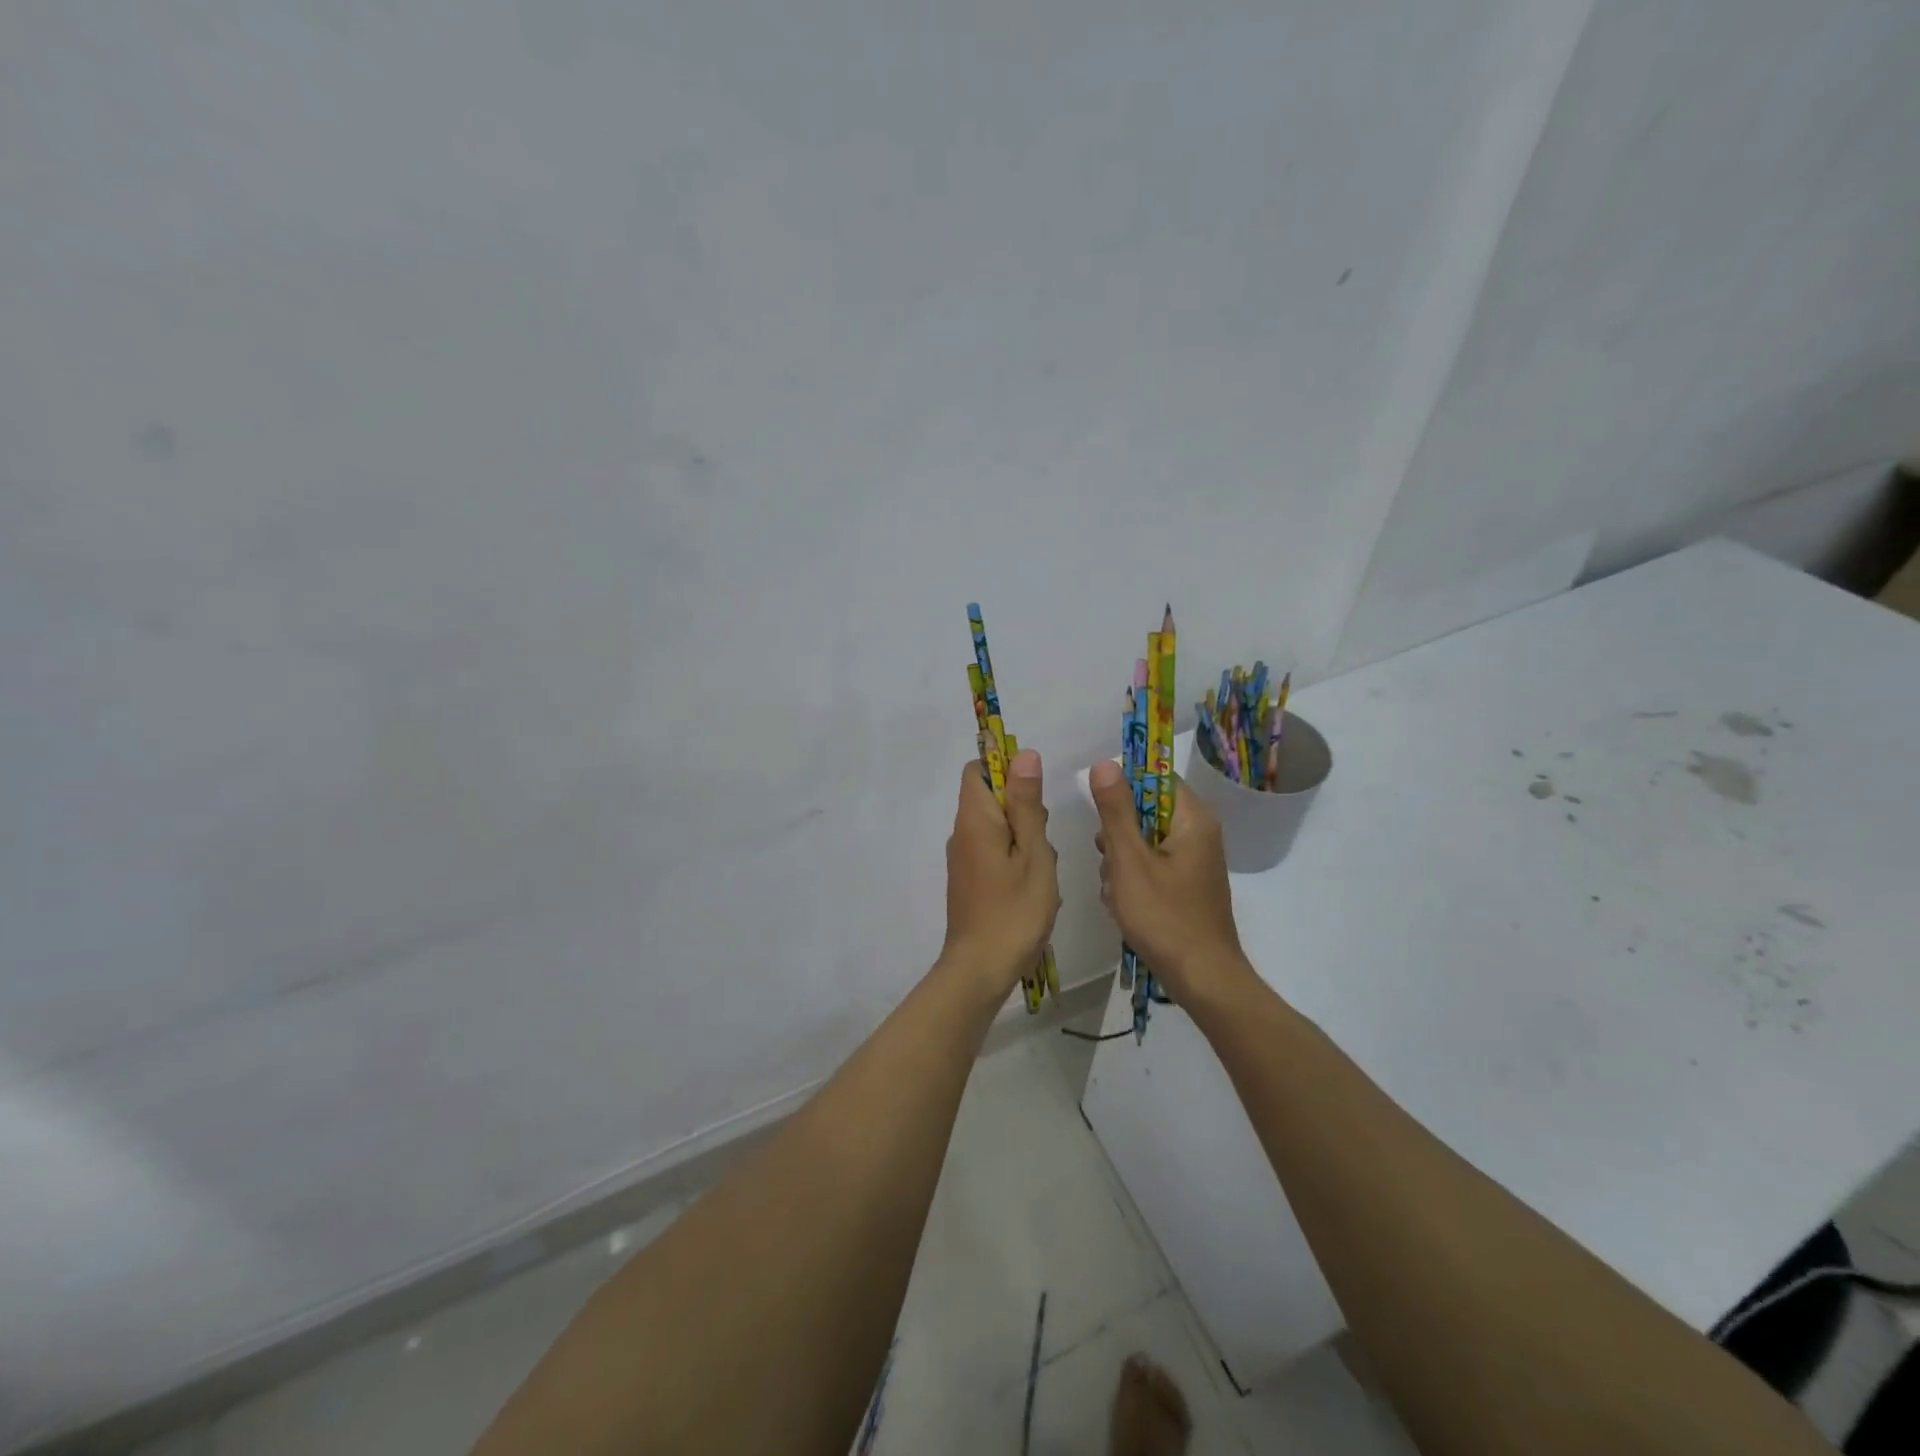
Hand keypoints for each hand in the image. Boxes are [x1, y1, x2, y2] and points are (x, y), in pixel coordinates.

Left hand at [942, 750, 1060, 993]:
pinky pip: (993, 851)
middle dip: (1023, 808)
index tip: (1034, 793)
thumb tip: (1023, 754)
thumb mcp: (1033, 853)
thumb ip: (1027, 803)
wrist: (980, 969)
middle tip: (1043, 839)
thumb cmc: (1014, 910)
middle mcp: (961, 833)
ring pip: (997, 827)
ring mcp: (963, 858)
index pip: (977, 769)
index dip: (1005, 768)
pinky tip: (1033, 886)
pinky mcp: (968, 879)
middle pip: (990, 797)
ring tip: (1041, 869)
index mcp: (974, 819)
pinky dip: (1015, 858)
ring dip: (1024, 837)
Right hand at [1089, 759, 1249, 999]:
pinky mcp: (1186, 884)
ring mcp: (1193, 861)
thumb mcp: (1129, 860)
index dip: (1123, 786)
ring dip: (1120, 860)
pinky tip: (1122, 904)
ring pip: (1143, 840)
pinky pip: (1150, 865)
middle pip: (1146, 810)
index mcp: (1193, 818)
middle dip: (1118, 834)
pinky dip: (1132, 879)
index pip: (1156, 777)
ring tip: (1115, 890)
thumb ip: (1115, 811)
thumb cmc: (1164, 916)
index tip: (1099, 808)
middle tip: (1109, 861)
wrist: (1202, 978)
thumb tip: (1105, 763)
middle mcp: (1199, 833)